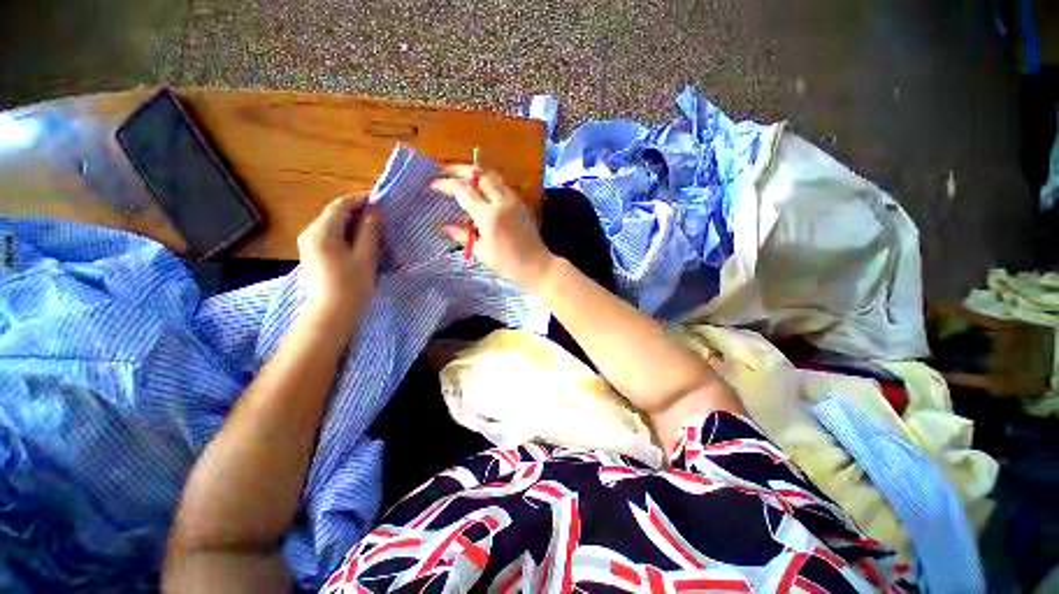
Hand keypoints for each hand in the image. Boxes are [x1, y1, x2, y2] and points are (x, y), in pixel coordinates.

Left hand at [297, 195, 378, 328]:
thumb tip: (374, 210)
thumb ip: (369, 230)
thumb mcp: (366, 255)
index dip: (360, 200)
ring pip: (331, 224)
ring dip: (351, 222)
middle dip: (356, 211)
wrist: (330, 313)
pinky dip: (343, 233)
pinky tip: (357, 242)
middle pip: (334, 213)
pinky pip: (328, 235)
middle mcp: (310, 232)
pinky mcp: (310, 254)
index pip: (341, 205)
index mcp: (323, 231)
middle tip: (379, 217)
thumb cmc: (352, 284)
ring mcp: (307, 244)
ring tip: (371, 229)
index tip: (379, 201)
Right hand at [431, 166, 555, 290]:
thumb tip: (444, 228)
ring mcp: (514, 201)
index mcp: (488, 215)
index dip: (446, 184)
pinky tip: (481, 190)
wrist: (537, 265)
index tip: (433, 185)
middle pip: (479, 175)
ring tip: (461, 176)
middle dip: (459, 170)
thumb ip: (463, 235)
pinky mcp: (521, 204)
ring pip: (493, 176)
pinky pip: (503, 185)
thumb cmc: (508, 264)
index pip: (463, 190)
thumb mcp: (482, 252)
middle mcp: (501, 202)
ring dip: (475, 172)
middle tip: (444, 172)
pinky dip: (489, 182)